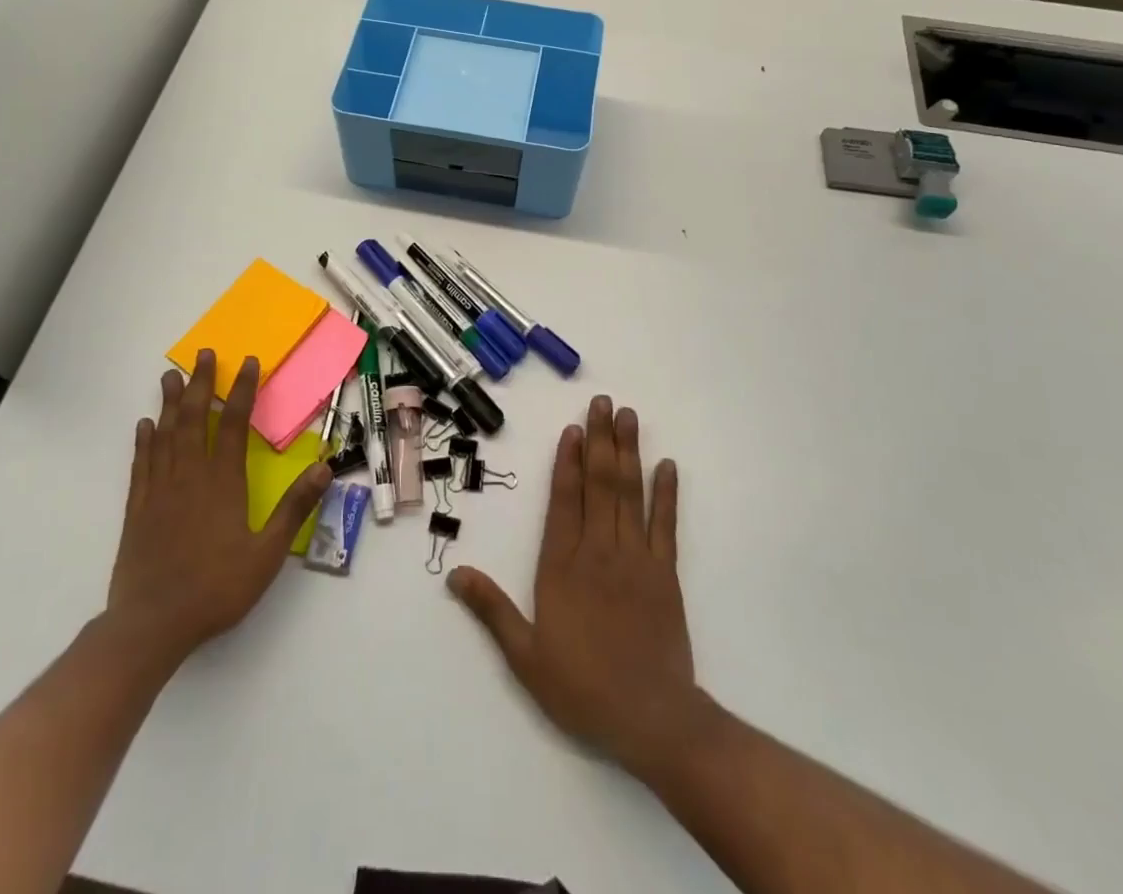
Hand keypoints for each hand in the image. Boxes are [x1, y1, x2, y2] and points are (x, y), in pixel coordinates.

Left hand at [106, 349, 330, 670]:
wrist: (151, 625)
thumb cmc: (215, 589)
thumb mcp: (267, 554)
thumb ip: (294, 508)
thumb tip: (324, 467)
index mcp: (223, 483)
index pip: (235, 424)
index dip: (243, 391)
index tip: (248, 363)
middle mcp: (190, 476)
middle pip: (196, 419)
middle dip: (201, 384)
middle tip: (203, 354)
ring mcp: (159, 490)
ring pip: (165, 435)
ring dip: (170, 403)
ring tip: (171, 375)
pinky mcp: (137, 509)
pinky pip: (141, 464)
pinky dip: (144, 441)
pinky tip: (144, 425)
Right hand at [449, 397, 700, 776]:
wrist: (651, 719)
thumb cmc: (581, 687)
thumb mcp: (525, 655)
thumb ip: (491, 609)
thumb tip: (455, 574)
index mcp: (562, 565)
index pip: (564, 499)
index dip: (568, 460)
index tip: (572, 427)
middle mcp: (598, 550)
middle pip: (599, 483)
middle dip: (600, 439)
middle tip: (602, 402)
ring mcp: (636, 558)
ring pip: (630, 493)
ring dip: (628, 451)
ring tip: (627, 416)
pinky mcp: (665, 573)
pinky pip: (666, 524)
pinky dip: (667, 493)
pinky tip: (667, 465)